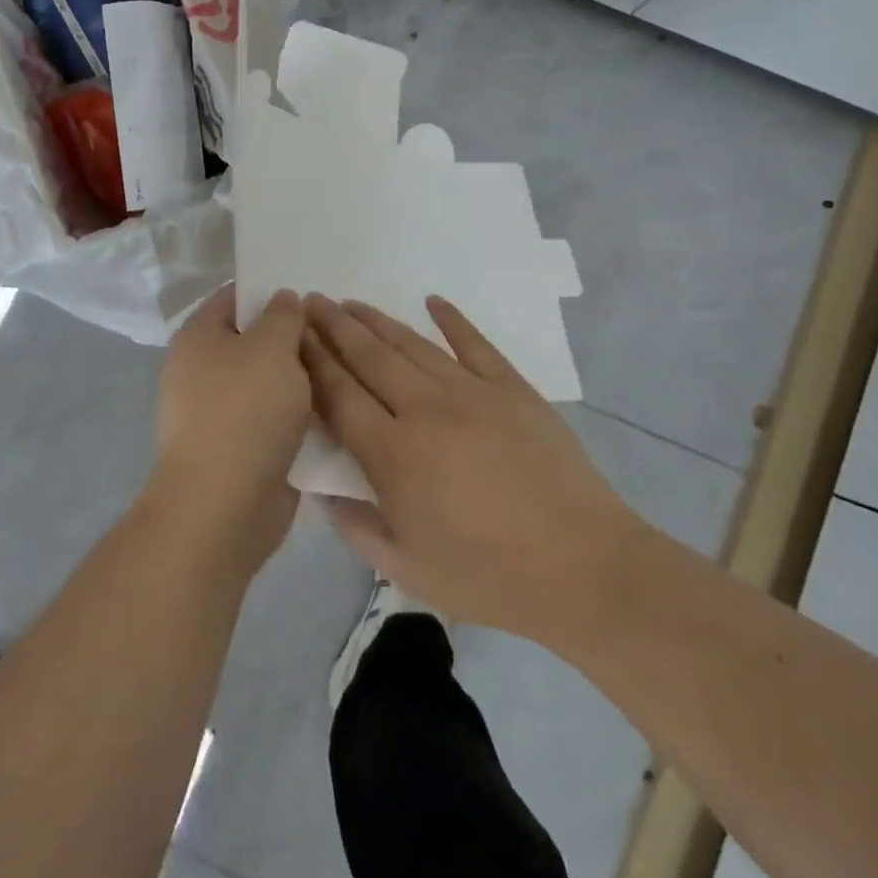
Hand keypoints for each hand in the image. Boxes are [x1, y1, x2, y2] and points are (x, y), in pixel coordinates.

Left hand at [150, 285, 312, 574]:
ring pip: (267, 383)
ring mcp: (217, 413)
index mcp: (199, 337)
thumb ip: (284, 316)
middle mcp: (201, 371)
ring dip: (300, 380)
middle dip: (293, 338)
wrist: (223, 506)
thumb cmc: (245, 412)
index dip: (271, 291)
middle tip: (336, 334)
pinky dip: (296, 416)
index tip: (312, 295)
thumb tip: (283, 300)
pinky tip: (333, 411)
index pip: (234, 296)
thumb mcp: (272, 347)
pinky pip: (271, 420)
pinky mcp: (237, 449)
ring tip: (343, 370)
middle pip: (253, 340)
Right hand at [301, 294, 641, 648]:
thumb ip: (355, 527)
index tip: (293, 337)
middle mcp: (426, 410)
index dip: (313, 363)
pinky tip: (432, 301)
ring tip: (351, 303)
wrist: (583, 567)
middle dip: (335, 328)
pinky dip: (451, 319)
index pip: (340, 396)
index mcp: (395, 455)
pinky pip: (474, 343)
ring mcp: (472, 392)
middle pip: (369, 357)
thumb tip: (321, 491)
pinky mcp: (511, 388)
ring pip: (412, 345)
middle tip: (311, 301)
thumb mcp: (407, 570)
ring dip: (377, 321)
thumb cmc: (489, 576)